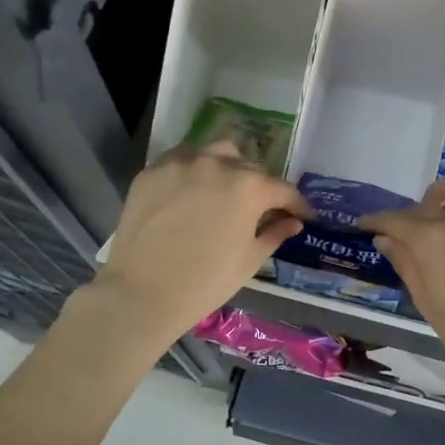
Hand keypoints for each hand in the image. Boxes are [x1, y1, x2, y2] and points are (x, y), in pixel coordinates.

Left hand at [95, 141, 308, 346]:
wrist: (142, 292)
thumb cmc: (206, 282)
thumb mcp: (249, 260)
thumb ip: (274, 234)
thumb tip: (292, 222)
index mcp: (249, 186)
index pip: (282, 189)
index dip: (296, 204)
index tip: (302, 215)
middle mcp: (218, 164)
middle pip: (249, 166)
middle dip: (260, 186)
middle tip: (259, 207)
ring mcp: (181, 163)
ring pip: (215, 152)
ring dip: (227, 166)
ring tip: (224, 188)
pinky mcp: (152, 171)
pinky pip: (181, 159)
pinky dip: (193, 169)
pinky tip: (192, 190)